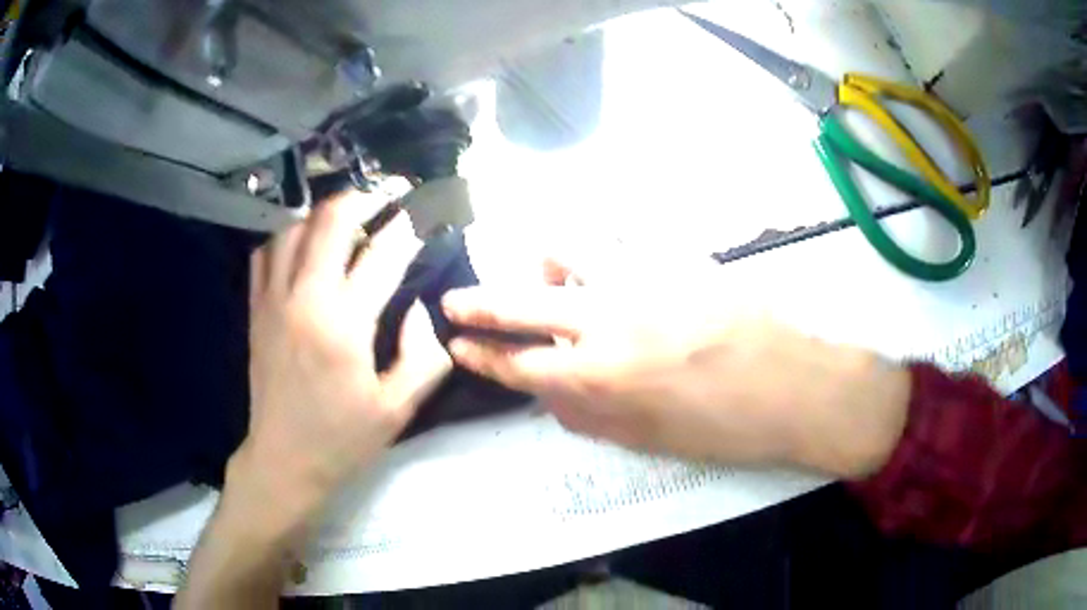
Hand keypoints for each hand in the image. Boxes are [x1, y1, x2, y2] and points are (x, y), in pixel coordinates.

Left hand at [237, 191, 452, 529]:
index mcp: (344, 325)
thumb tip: (422, 310)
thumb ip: (424, 356)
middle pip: (330, 220)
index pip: (383, 254)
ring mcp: (273, 300)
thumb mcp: (398, 409)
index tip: (424, 212)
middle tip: (385, 201)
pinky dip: (287, 236)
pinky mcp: (256, 309)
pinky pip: (266, 252)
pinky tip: (303, 246)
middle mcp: (305, 299)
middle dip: (363, 199)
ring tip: (346, 222)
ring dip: (323, 215)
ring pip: (293, 228)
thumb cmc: (342, 439)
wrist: (283, 459)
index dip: (409, 227)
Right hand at [442, 259, 908, 476]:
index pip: (519, 362)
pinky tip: (609, 261)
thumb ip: (589, 416)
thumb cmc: (726, 429)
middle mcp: (610, 319)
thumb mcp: (649, 441)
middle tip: (456, 302)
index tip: (457, 345)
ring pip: (569, 249)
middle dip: (480, 303)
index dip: (482, 355)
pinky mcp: (678, 255)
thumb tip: (551, 394)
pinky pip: (622, 236)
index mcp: (601, 376)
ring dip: (546, 263)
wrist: (797, 387)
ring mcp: (644, 278)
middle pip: (524, 302)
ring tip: (550, 275)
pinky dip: (601, 247)